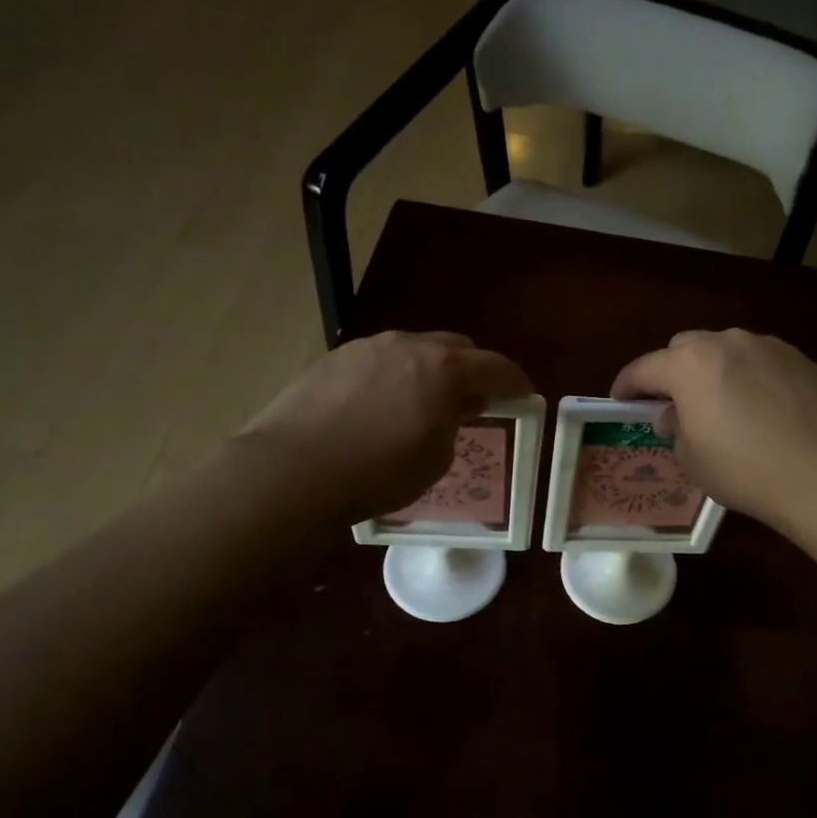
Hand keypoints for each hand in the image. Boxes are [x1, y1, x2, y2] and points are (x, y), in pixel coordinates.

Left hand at [240, 332, 532, 523]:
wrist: (293, 471)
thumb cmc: (378, 472)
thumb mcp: (435, 458)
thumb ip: (455, 422)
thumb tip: (457, 405)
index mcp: (444, 369)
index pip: (496, 367)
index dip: (515, 382)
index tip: (523, 395)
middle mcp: (409, 345)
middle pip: (456, 347)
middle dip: (472, 369)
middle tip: (474, 398)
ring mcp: (368, 346)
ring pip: (415, 348)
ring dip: (430, 369)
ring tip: (424, 399)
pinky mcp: (335, 357)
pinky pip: (381, 358)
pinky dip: (395, 374)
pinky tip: (381, 403)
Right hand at [610, 330, 816, 527]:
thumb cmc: (744, 469)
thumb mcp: (692, 459)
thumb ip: (675, 429)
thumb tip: (675, 416)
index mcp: (689, 365)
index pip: (643, 368)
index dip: (626, 385)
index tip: (620, 400)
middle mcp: (726, 343)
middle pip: (685, 347)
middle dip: (673, 371)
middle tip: (676, 404)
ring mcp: (767, 346)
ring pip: (726, 350)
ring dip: (715, 371)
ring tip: (724, 405)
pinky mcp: (799, 358)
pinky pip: (761, 361)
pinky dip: (750, 377)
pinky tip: (762, 407)